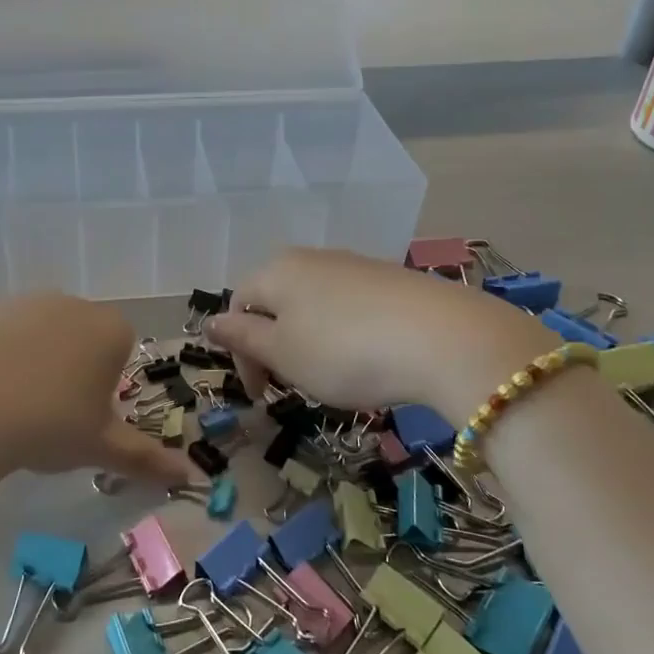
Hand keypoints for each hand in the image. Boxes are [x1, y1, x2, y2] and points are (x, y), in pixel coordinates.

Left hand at [0, 293, 194, 488]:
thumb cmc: (47, 424)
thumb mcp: (99, 447)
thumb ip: (145, 458)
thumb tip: (188, 476)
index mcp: (108, 328)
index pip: (122, 348)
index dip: (106, 384)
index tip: (85, 416)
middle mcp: (67, 303)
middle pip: (78, 337)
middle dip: (70, 371)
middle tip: (48, 417)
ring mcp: (16, 302)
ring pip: (33, 335)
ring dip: (28, 364)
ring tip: (6, 411)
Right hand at [207, 248, 556, 421]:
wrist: (443, 339)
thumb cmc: (344, 351)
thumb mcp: (283, 353)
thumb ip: (243, 337)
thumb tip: (210, 322)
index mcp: (276, 271)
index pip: (239, 306)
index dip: (242, 354)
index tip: (260, 396)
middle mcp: (312, 258)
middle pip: (276, 301)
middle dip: (275, 344)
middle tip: (291, 384)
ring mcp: (355, 265)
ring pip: (314, 304)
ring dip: (309, 340)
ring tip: (331, 376)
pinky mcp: (392, 279)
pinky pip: (351, 306)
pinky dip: (345, 334)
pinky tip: (368, 358)